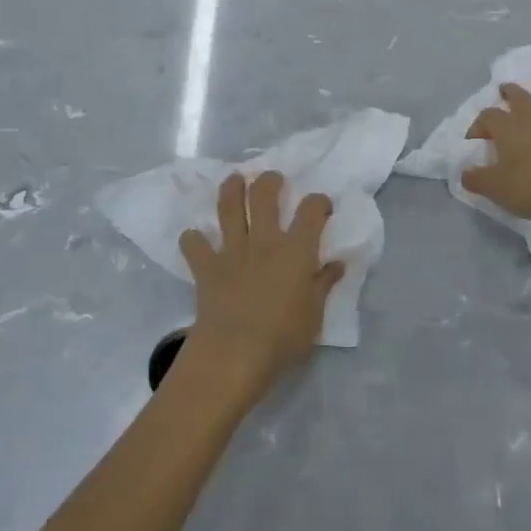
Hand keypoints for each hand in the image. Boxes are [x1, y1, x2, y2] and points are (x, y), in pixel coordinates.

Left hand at [179, 172, 341, 398]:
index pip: (311, 210)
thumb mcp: (315, 314)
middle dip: (269, 181)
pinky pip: (194, 245)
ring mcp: (232, 251)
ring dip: (230, 189)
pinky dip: (192, 239)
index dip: (318, 202)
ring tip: (234, 179)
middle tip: (272, 179)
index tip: (321, 207)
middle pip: (264, 195)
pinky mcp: (206, 267)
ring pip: (229, 208)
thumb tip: (337, 263)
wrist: (235, 352)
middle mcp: (264, 241)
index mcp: (296, 250)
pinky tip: (194, 238)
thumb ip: (324, 284)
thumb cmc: (283, 337)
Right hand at [461, 83, 530, 224]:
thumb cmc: (526, 185)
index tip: (472, 143)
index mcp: (506, 126)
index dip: (477, 126)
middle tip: (503, 91)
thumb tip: (465, 173)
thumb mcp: (492, 186)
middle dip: (509, 92)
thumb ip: (475, 179)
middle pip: (518, 96)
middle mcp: (528, 120)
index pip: (487, 116)